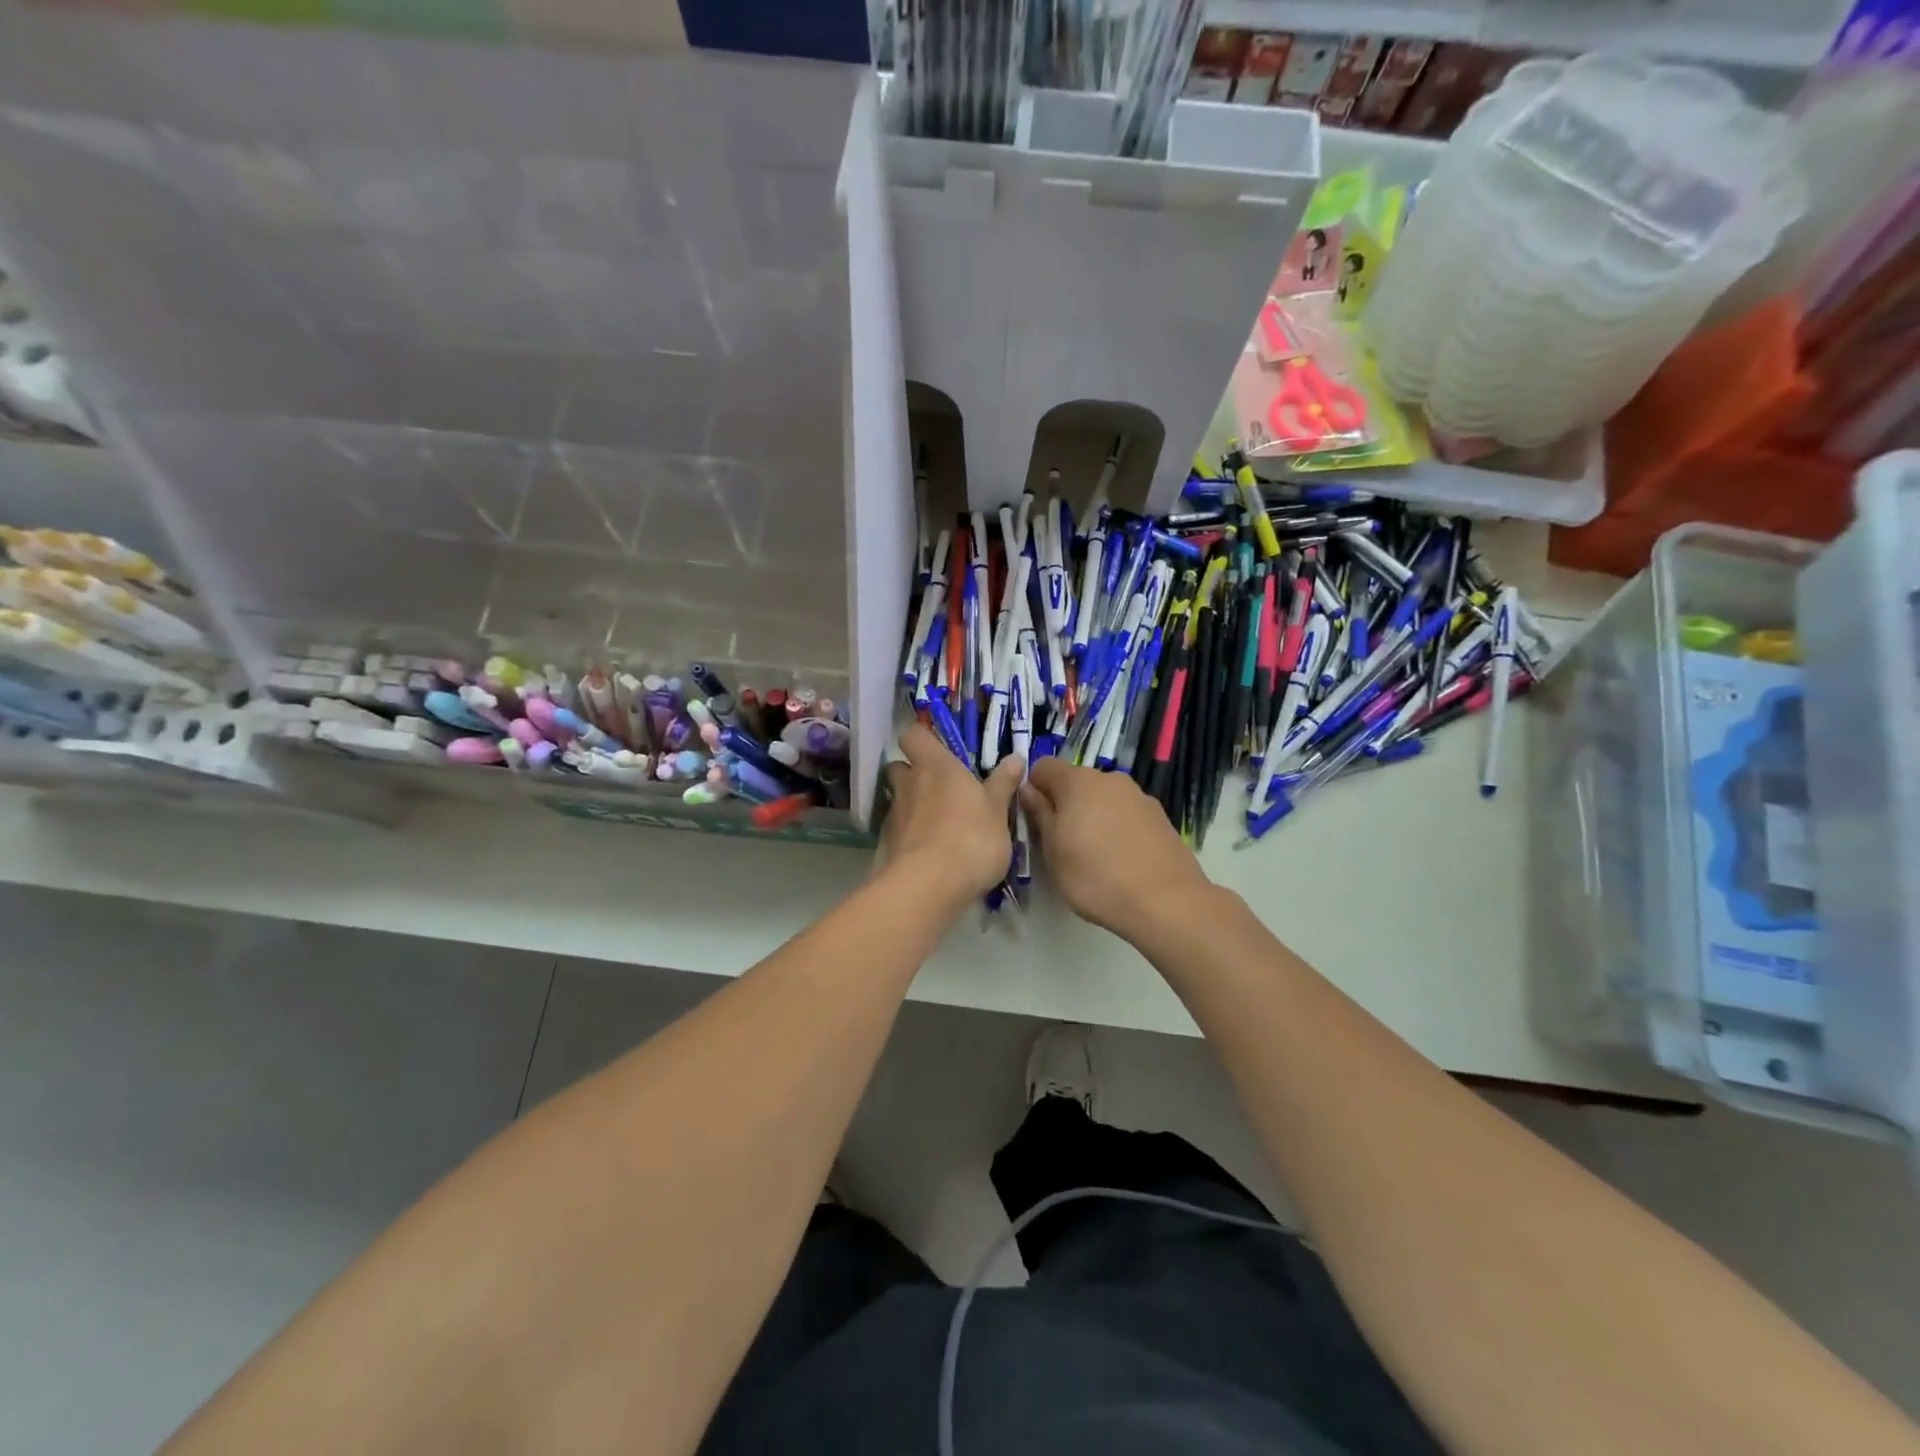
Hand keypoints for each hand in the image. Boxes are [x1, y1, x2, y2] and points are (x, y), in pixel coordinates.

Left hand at [880, 723, 1022, 902]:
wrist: (928, 886)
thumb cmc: (971, 839)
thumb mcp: (997, 812)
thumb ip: (1003, 784)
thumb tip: (1015, 758)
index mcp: (937, 766)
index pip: (914, 735)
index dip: (922, 738)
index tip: (939, 749)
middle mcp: (909, 784)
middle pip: (899, 766)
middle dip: (914, 774)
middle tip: (940, 789)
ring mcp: (895, 815)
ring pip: (899, 799)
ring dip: (914, 806)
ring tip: (939, 825)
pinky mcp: (887, 844)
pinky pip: (899, 829)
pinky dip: (911, 834)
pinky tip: (930, 851)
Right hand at [1021, 758, 1211, 939]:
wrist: (1165, 901)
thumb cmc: (1095, 876)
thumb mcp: (1053, 851)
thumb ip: (1039, 814)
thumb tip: (1028, 789)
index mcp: (1078, 782)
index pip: (1043, 767)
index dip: (1033, 788)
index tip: (1033, 818)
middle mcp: (1109, 779)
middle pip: (1075, 782)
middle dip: (1064, 804)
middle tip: (1061, 842)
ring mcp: (1139, 796)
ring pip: (1103, 798)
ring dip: (1092, 816)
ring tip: (1094, 855)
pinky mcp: (1159, 816)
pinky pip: (1126, 814)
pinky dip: (1117, 827)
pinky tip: (1121, 859)